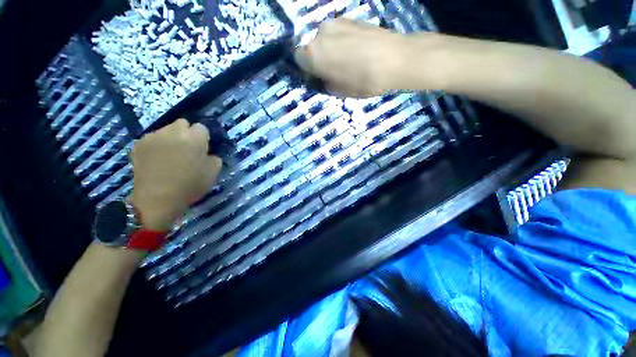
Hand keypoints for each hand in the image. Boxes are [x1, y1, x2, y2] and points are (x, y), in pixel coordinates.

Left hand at [129, 119, 221, 230]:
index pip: (202, 128)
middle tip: (187, 149)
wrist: (157, 199)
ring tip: (171, 155)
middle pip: (182, 123)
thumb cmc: (190, 185)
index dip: (203, 139)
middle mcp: (173, 132)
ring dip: (171, 138)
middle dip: (187, 133)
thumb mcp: (213, 173)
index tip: (202, 150)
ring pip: (166, 130)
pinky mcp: (139, 145)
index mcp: (194, 138)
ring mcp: (153, 137)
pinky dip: (157, 145)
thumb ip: (214, 158)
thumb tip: (208, 154)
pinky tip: (157, 159)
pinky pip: (152, 139)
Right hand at [294, 18, 413, 97]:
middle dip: (319, 58)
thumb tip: (322, 76)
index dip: (307, 70)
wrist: (393, 59)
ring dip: (331, 49)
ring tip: (349, 60)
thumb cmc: (361, 81)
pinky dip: (343, 41)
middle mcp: (319, 33)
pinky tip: (357, 50)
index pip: (298, 60)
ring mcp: (335, 22)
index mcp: (312, 54)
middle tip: (334, 70)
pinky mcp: (350, 17)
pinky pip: (339, 32)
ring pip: (326, 39)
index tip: (318, 77)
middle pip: (312, 47)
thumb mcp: (337, 91)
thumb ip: (323, 82)